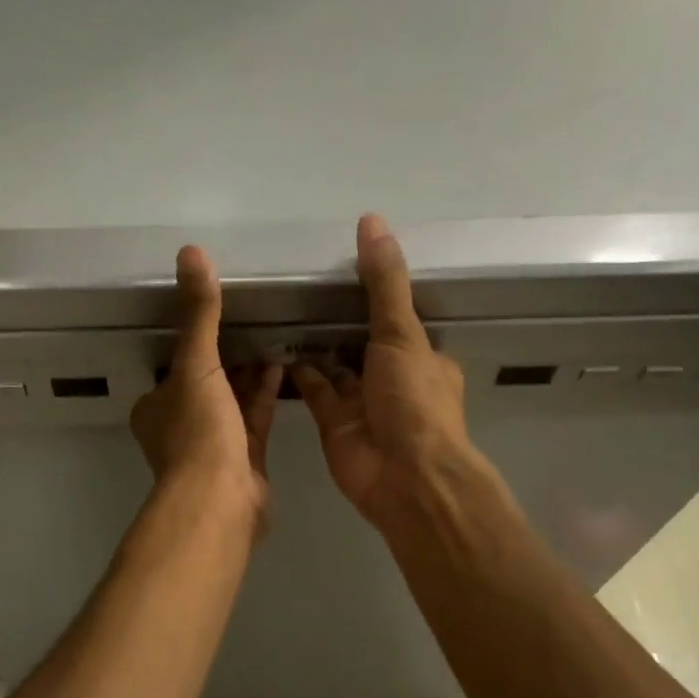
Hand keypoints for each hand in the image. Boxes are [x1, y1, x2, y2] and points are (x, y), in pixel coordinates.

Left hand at [130, 245, 282, 529]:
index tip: (220, 316)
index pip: (174, 366)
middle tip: (255, 321)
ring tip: (274, 337)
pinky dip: (266, 394)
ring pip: (232, 400)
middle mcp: (180, 425)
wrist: (219, 501)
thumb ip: (198, 313)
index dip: (195, 342)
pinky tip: (284, 366)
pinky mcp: (244, 460)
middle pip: (206, 382)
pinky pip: (255, 418)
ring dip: (250, 373)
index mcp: (156, 406)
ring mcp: (212, 445)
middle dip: (228, 356)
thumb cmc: (198, 432)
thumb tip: (191, 252)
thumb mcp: (195, 365)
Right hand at [295, 215, 475, 526]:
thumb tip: (372, 221)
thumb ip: (384, 282)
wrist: (403, 476)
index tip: (343, 269)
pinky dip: (298, 372)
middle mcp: (392, 380)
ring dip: (314, 345)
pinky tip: (276, 345)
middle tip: (301, 287)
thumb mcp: (402, 333)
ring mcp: (361, 404)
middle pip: (362, 344)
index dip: (375, 298)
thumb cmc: (412, 400)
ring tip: (283, 310)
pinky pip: (314, 391)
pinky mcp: (334, 424)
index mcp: (421, 358)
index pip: (397, 321)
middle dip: (338, 322)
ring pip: (335, 367)